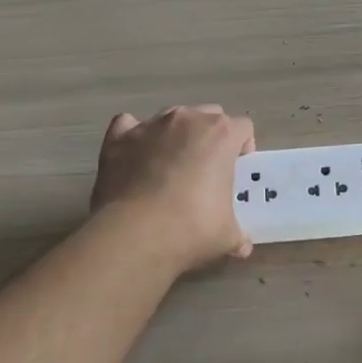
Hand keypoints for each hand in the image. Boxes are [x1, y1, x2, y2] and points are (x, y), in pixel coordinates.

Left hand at [89, 105, 255, 273]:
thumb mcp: (227, 236)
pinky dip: (134, 138)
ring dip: (175, 136)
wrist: (135, 235)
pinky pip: (129, 125)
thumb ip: (237, 233)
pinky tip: (134, 159)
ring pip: (171, 118)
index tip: (236, 171)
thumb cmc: (191, 229)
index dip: (242, 147)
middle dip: (209, 137)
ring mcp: (150, 125)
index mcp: (221, 134)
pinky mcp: (119, 138)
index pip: (242, 127)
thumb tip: (242, 247)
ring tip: (168, 168)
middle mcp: (187, 119)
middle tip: (205, 170)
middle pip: (208, 115)